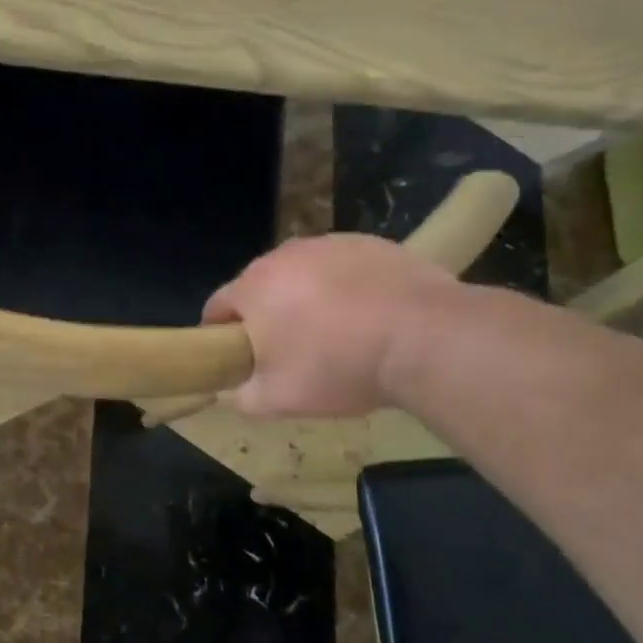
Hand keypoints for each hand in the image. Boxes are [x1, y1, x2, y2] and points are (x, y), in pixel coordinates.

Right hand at [203, 234, 460, 415]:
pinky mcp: (370, 242)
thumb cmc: (340, 367)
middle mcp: (284, 255)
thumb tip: (232, 392)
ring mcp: (330, 244)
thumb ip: (242, 397)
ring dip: (305, 299)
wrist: (426, 338)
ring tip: (335, 334)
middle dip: (266, 316)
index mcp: (253, 287)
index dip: (218, 335)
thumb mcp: (279, 400)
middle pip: (260, 287)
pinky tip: (368, 316)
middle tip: (287, 352)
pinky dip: (345, 288)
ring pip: (302, 275)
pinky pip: (343, 268)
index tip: (236, 359)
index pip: (216, 307)